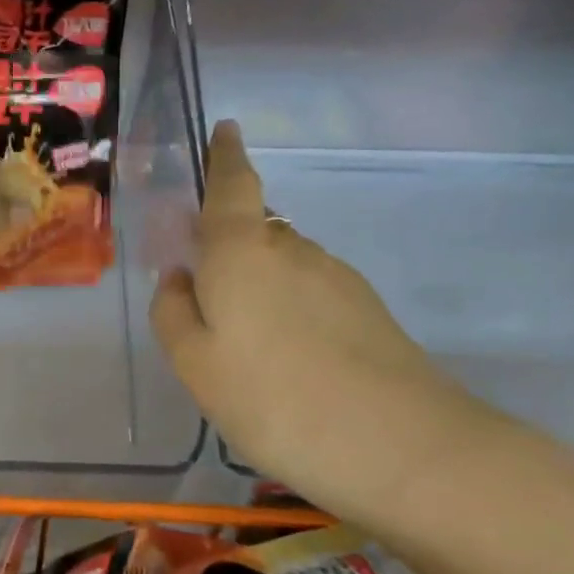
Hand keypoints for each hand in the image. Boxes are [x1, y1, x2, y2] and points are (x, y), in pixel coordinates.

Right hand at [151, 121, 521, 534]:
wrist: (397, 445)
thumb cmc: (273, 399)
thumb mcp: (196, 365)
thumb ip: (175, 314)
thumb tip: (180, 279)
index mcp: (243, 252)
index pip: (233, 185)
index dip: (226, 156)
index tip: (227, 129)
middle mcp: (294, 250)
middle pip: (256, 233)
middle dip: (230, 251)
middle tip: (210, 303)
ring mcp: (339, 278)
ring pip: (285, 268)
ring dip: (261, 291)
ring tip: (248, 351)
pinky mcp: (368, 311)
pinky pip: (312, 297)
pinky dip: (291, 314)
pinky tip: (289, 365)